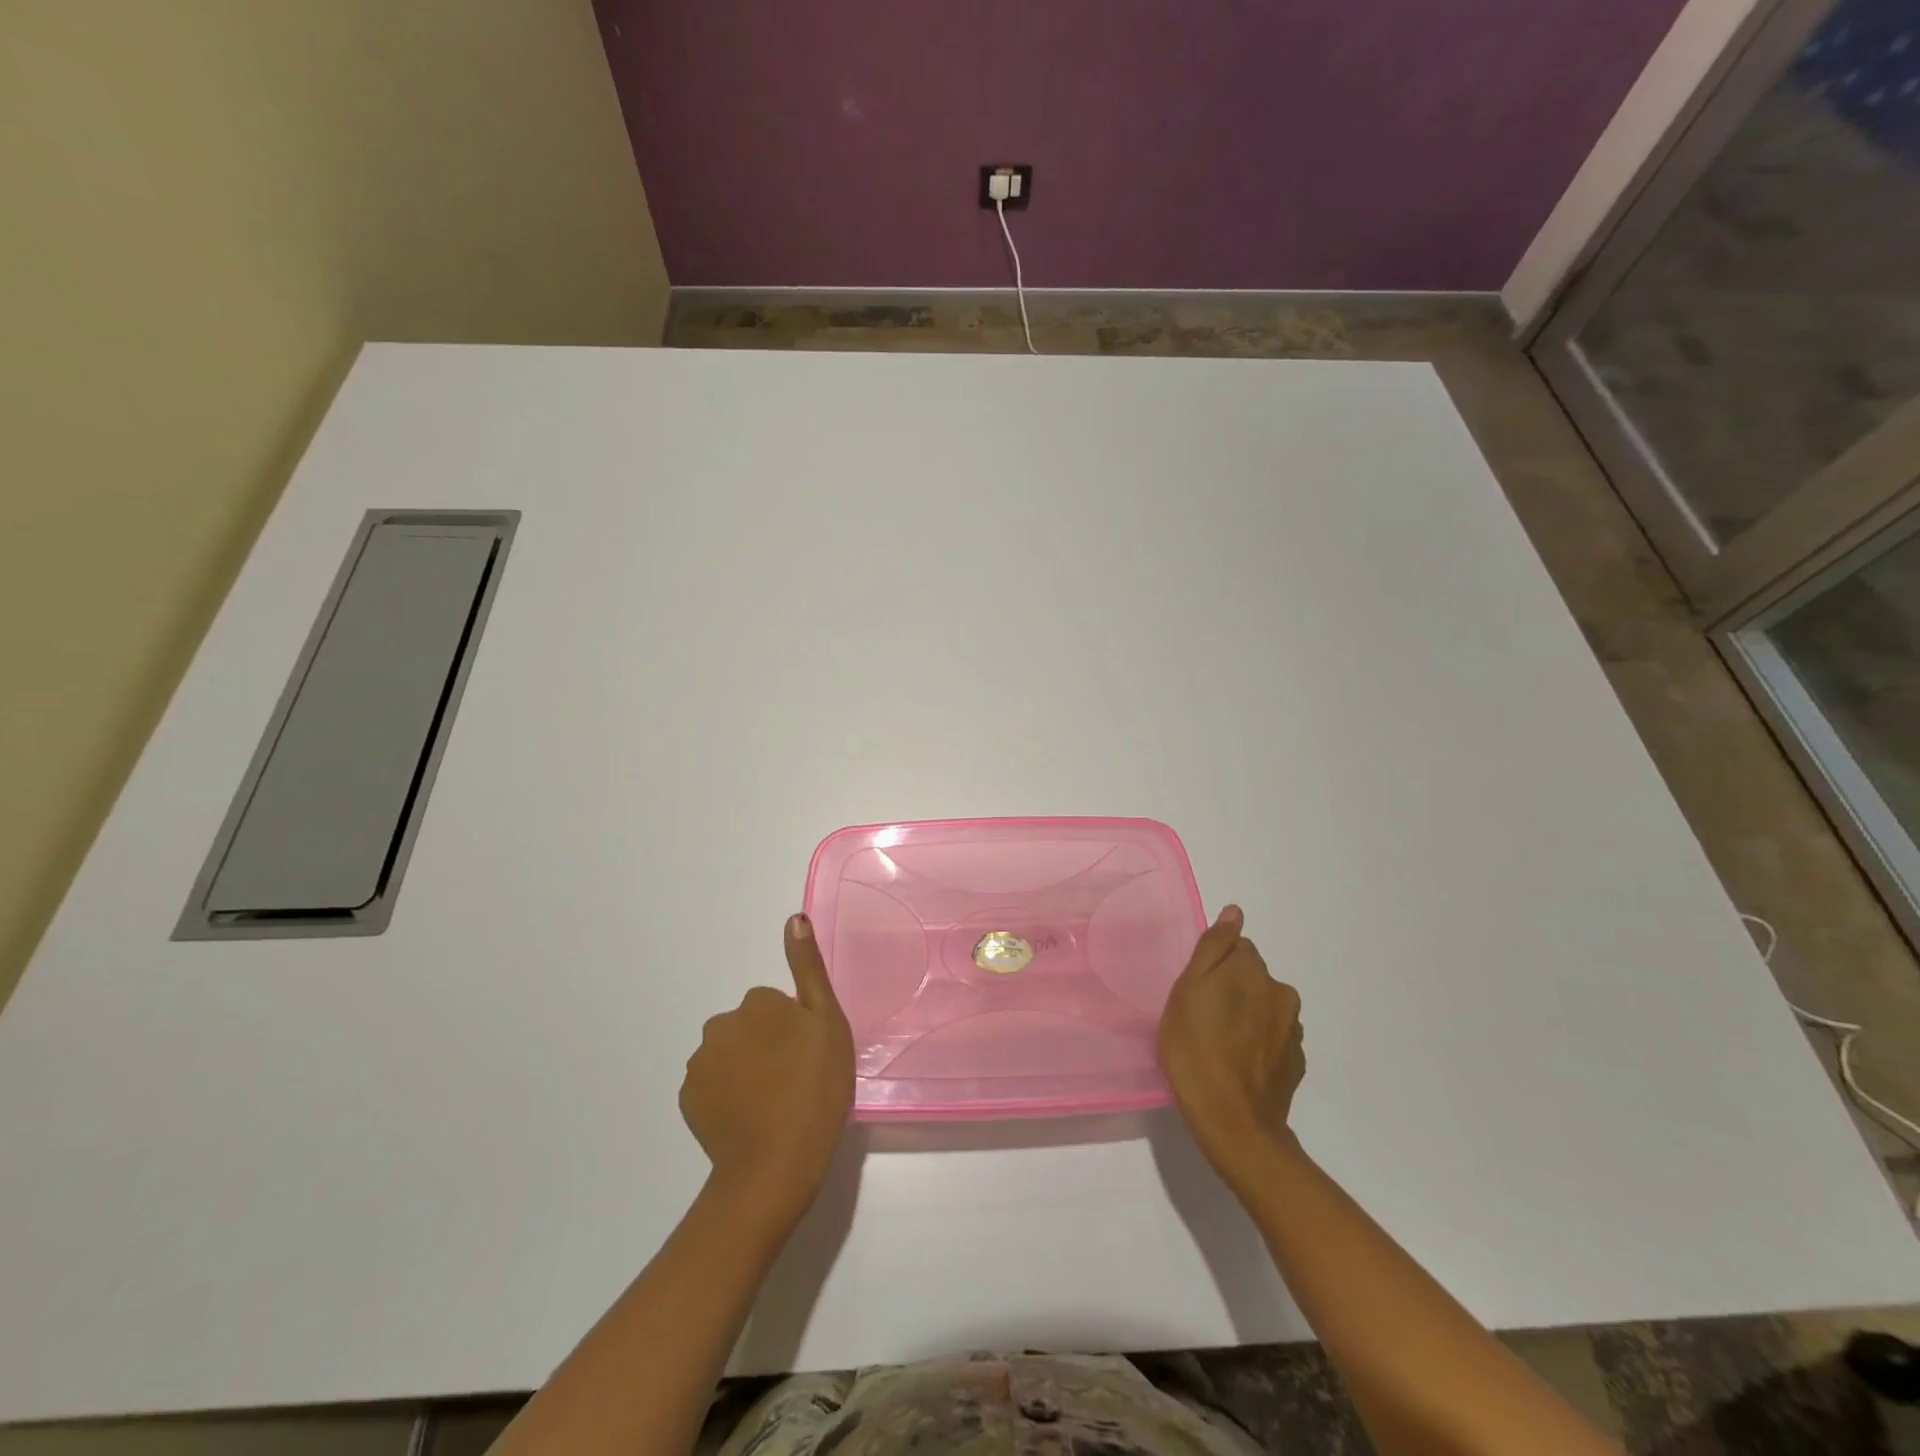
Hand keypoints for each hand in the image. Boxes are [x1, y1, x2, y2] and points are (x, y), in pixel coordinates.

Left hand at [679, 914, 854, 1223]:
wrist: (776, 1164)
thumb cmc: (815, 1089)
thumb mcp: (827, 1023)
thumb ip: (808, 968)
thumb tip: (794, 918)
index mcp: (757, 1002)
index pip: (776, 1004)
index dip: (795, 1029)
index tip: (808, 1056)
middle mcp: (721, 1023)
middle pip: (749, 1026)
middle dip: (766, 1043)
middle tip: (793, 1080)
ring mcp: (700, 1063)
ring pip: (729, 1053)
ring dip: (746, 1068)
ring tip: (772, 1103)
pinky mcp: (688, 1097)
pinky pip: (712, 1084)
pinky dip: (727, 1094)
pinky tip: (748, 1117)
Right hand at [1158, 905, 1305, 1186]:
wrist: (1233, 1123)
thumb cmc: (1196, 1049)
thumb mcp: (1187, 990)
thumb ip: (1213, 948)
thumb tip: (1235, 912)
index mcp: (1253, 970)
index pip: (1236, 948)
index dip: (1213, 966)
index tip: (1195, 990)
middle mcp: (1281, 993)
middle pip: (1252, 977)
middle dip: (1231, 988)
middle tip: (1201, 1018)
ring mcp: (1293, 1030)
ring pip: (1264, 1008)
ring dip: (1246, 1015)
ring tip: (1218, 1045)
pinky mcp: (1295, 1062)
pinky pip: (1273, 1039)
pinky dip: (1257, 1043)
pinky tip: (1237, 1064)